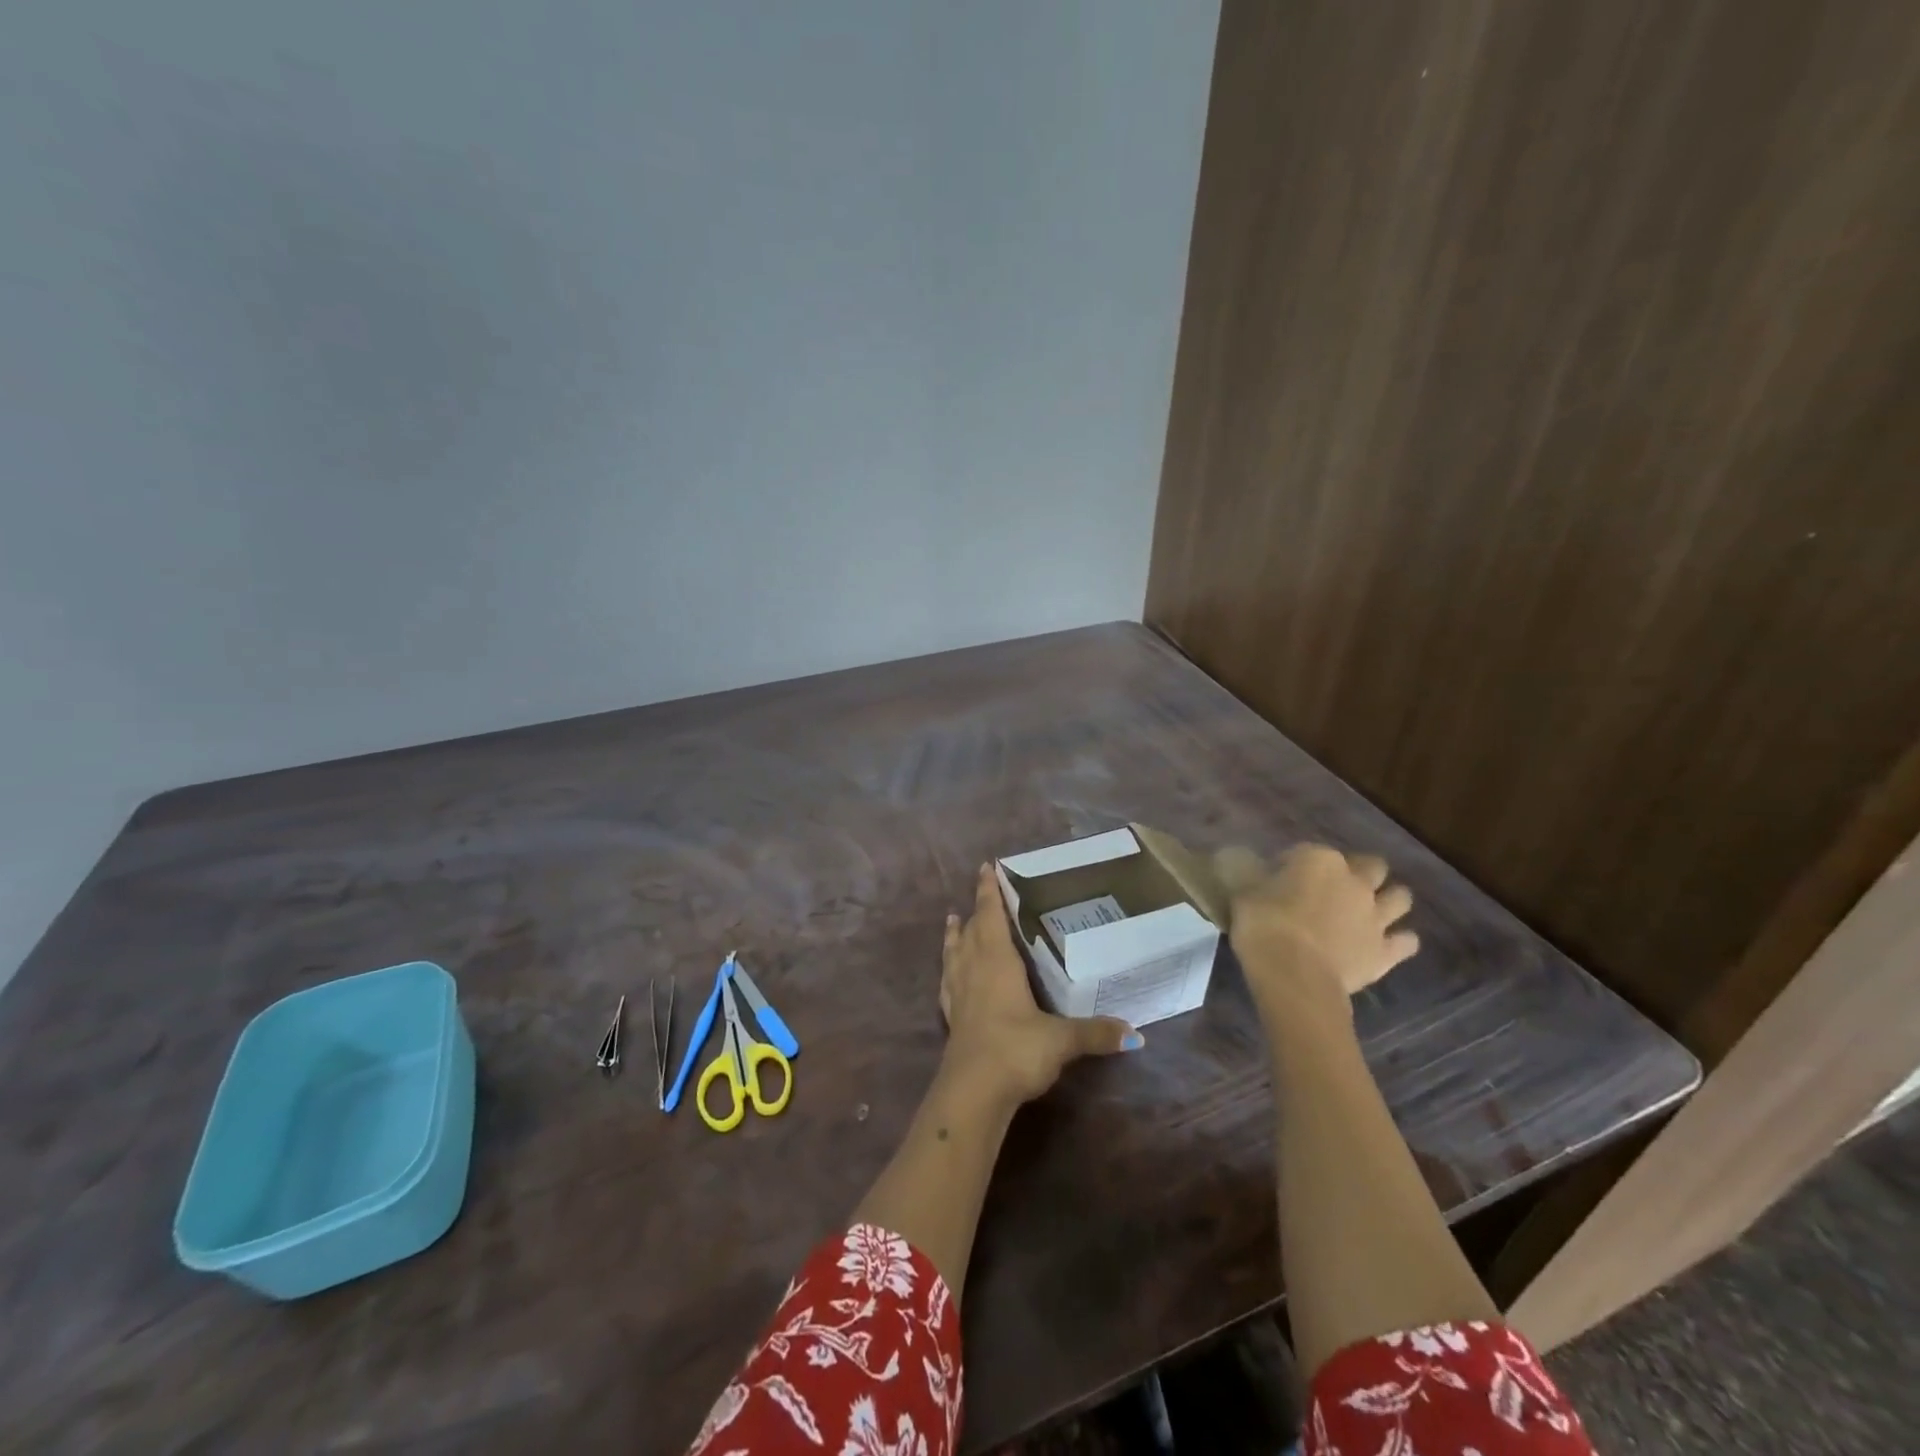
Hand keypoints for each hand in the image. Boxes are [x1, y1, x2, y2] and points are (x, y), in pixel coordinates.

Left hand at [939, 863, 1139, 1104]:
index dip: (989, 891)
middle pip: (972, 929)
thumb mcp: (1062, 1040)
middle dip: (977, 908)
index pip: (991, 916)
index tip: (986, 867)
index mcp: (997, 962)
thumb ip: (1096, 1033)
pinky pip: (947, 980)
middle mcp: (973, 969)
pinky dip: (947, 967)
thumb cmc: (1016, 1050)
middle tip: (981, 890)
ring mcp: (958, 993)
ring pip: (954, 952)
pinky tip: (948, 972)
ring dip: (955, 934)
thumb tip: (1136, 1034)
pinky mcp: (951, 1017)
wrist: (973, 1092)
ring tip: (953, 919)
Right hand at [1214, 844, 1418, 1022]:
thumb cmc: (1264, 926)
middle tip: (1337, 888)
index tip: (1278, 878)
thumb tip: (1246, 863)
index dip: (1293, 863)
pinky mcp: (1387, 950)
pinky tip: (1386, 945)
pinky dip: (1399, 941)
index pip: (1307, 851)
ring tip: (1370, 911)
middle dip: (1360, 871)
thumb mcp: (1242, 892)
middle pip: (1372, 865)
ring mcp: (1376, 916)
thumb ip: (1251, 875)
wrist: (1295, 976)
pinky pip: (1407, 941)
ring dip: (1389, 900)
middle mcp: (1355, 881)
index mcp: (1318, 860)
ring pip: (1400, 897)